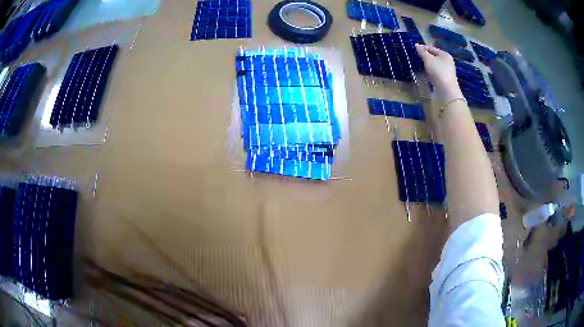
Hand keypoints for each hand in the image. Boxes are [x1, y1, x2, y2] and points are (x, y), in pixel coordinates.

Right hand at [415, 44, 462, 103]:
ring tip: (415, 66)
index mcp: (445, 55)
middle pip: (433, 57)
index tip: (413, 49)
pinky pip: (434, 74)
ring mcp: (445, 72)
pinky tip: (421, 74)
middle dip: (423, 57)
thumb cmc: (438, 71)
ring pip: (433, 66)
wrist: (446, 91)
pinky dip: (427, 73)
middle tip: (414, 58)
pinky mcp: (443, 80)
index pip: (431, 48)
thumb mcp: (428, 59)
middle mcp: (447, 62)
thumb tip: (416, 45)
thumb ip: (422, 51)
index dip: (422, 48)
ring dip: (425, 66)